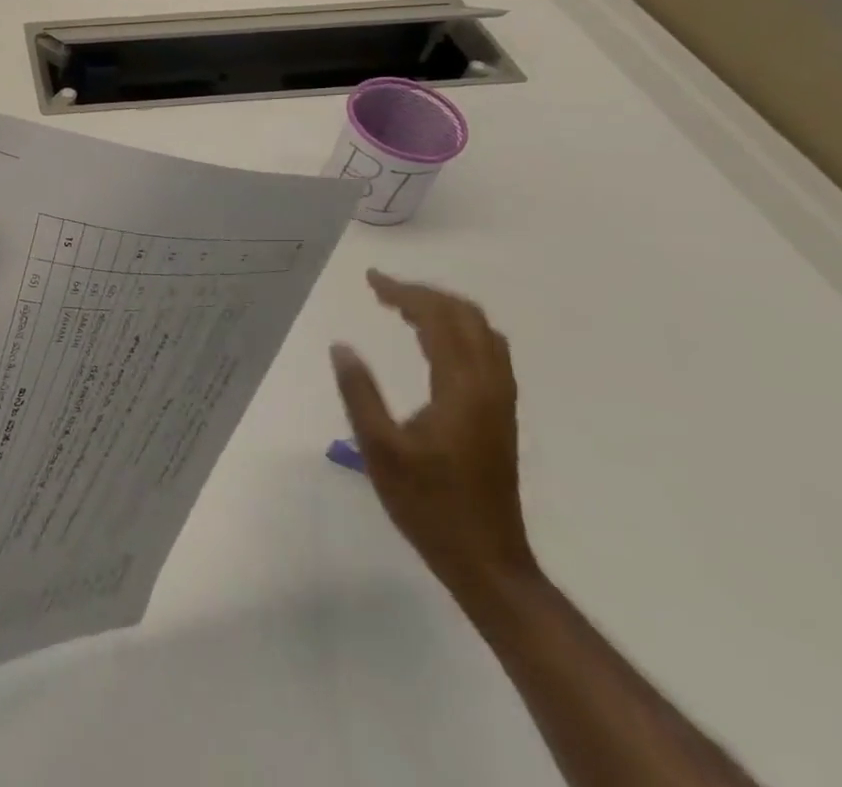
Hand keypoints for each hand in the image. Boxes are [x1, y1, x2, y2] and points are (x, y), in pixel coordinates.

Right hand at [330, 270, 535, 594]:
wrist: (488, 561)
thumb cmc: (429, 506)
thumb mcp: (380, 450)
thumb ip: (360, 393)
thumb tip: (341, 346)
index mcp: (462, 388)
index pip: (438, 319)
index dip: (404, 293)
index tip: (370, 280)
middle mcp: (489, 385)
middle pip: (466, 316)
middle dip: (425, 294)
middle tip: (383, 290)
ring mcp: (500, 401)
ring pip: (481, 332)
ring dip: (443, 310)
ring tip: (402, 308)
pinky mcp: (499, 414)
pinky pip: (485, 351)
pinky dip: (457, 331)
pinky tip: (431, 343)